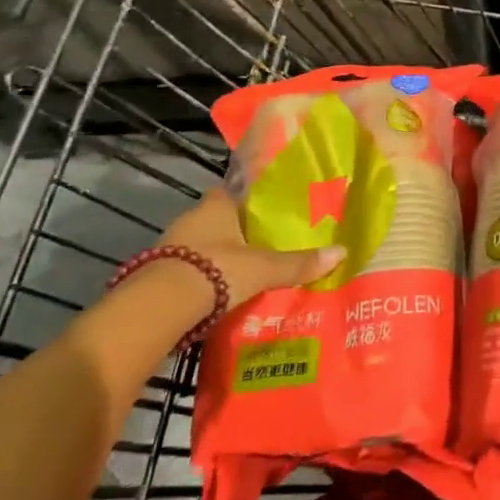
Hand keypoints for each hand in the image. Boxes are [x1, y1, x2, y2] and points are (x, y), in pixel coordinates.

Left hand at [154, 189, 343, 309]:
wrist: (158, 307)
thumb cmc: (216, 270)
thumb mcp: (264, 268)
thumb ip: (299, 263)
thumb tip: (342, 252)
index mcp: (217, 205)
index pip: (237, 192)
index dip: (253, 201)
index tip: (271, 213)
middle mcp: (192, 218)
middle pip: (220, 220)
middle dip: (238, 233)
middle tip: (265, 247)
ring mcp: (171, 246)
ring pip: (203, 246)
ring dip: (219, 257)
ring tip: (245, 274)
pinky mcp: (157, 274)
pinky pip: (189, 270)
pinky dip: (203, 279)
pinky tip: (219, 294)